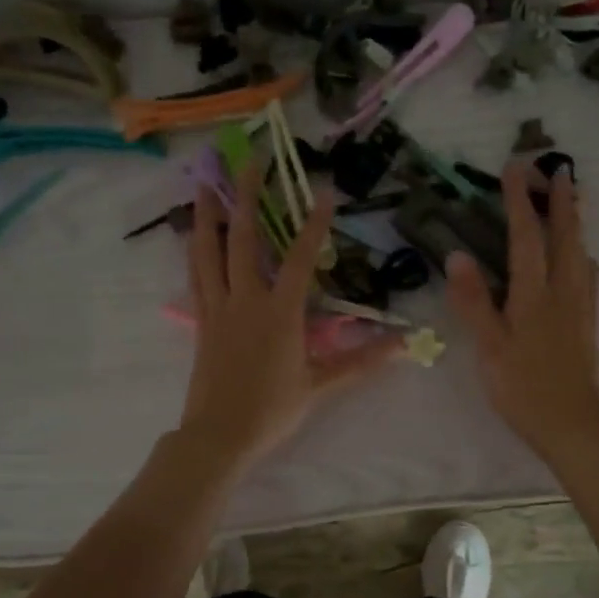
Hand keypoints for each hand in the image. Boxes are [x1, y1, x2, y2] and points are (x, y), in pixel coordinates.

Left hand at [178, 160, 401, 473]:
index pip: (301, 259)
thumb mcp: (321, 386)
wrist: (219, 436)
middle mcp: (246, 301)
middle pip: (245, 240)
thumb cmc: (272, 410)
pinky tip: (194, 235)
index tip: (323, 192)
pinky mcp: (201, 321)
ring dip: (208, 215)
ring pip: (209, 252)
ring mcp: (218, 308)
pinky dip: (195, 250)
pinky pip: (196, 276)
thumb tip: (404, 345)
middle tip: (249, 161)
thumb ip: (361, 361)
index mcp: (279, 314)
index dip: (314, 224)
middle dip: (248, 197)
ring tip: (204, 182)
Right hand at [446, 162, 598, 459]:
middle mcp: (563, 292)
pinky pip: (589, 276)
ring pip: (581, 253)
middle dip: (562, 200)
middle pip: (565, 236)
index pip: (526, 236)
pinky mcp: (588, 323)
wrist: (573, 426)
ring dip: (576, 222)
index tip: (516, 167)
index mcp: (534, 295)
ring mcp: (581, 307)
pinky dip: (582, 254)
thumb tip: (457, 255)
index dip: (520, 200)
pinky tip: (580, 260)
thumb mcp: (490, 348)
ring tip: (573, 202)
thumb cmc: (523, 389)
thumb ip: (475, 302)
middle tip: (559, 170)